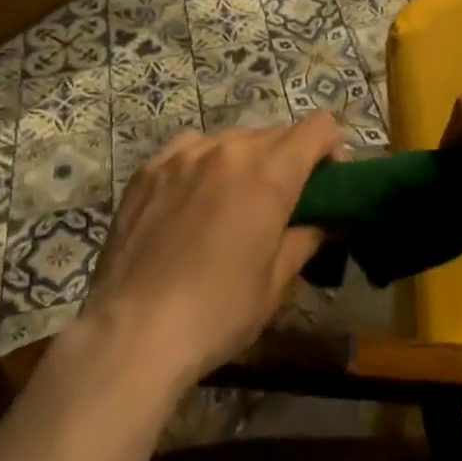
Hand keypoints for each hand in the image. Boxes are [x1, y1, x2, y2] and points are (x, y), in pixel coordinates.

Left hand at [77, 112, 343, 393]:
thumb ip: (308, 237)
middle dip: (290, 160)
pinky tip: (193, 199)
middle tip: (282, 203)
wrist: (130, 334)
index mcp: (270, 173)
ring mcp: (185, 154)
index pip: (319, 126)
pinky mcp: (150, 168)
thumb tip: (327, 219)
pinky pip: (192, 148)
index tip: (325, 183)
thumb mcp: (276, 282)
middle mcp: (230, 149)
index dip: (331, 149)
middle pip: (277, 133)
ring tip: (233, 203)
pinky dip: (205, 163)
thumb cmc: (216, 313)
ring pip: (234, 139)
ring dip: (247, 160)